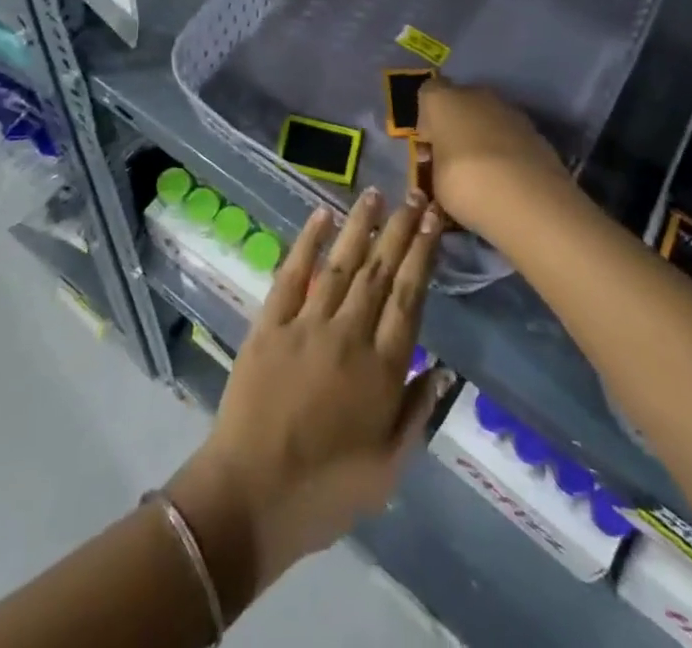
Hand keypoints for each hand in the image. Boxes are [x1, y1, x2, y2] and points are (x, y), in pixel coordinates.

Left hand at [168, 190, 448, 594]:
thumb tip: (441, 368)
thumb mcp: (387, 469)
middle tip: (414, 195)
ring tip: (375, 194)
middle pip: (380, 271)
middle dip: (399, 230)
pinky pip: (292, 274)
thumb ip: (416, 413)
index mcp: (382, 370)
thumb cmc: (325, 491)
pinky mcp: (270, 324)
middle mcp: (349, 335)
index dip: (422, 255)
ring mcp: (307, 325)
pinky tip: (321, 214)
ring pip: (341, 262)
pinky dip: (308, 241)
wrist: (250, 497)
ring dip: (360, 225)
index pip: (409, 298)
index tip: (432, 221)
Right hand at [415, 78, 572, 235]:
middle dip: (456, 125)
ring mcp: (509, 109)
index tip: (429, 145)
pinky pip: (509, 133)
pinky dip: (506, 148)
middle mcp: (475, 95)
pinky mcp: (534, 129)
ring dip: (482, 135)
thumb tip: (443, 163)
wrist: (529, 198)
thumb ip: (436, 163)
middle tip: (454, 159)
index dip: (427, 118)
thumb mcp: (434, 181)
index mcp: (443, 100)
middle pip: (460, 102)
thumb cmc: (466, 184)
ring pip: (487, 116)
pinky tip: (506, 176)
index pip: (428, 93)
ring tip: (483, 172)